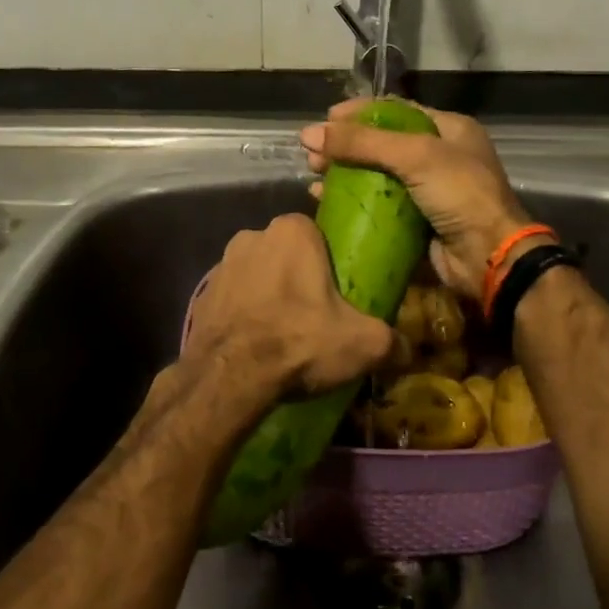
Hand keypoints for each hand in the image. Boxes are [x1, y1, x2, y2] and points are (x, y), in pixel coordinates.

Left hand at [182, 213, 395, 402]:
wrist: (228, 377)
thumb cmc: (299, 341)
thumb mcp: (363, 343)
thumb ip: (392, 342)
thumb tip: (407, 352)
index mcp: (292, 231)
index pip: (317, 232)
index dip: (329, 261)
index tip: (338, 291)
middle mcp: (253, 235)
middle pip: (286, 253)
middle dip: (298, 277)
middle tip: (314, 315)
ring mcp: (221, 265)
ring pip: (257, 274)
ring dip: (268, 295)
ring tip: (283, 333)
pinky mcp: (202, 295)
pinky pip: (233, 299)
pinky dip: (244, 315)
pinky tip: (254, 344)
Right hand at [301, 100, 529, 300]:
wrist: (489, 257)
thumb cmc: (460, 194)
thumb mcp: (415, 156)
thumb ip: (363, 143)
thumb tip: (309, 133)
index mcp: (448, 129)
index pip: (396, 111)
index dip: (359, 113)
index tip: (325, 120)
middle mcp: (438, 156)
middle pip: (381, 143)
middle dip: (346, 146)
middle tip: (313, 153)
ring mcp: (427, 191)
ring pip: (376, 175)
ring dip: (344, 173)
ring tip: (313, 175)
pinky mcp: (416, 221)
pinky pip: (377, 205)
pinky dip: (351, 201)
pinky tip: (324, 200)